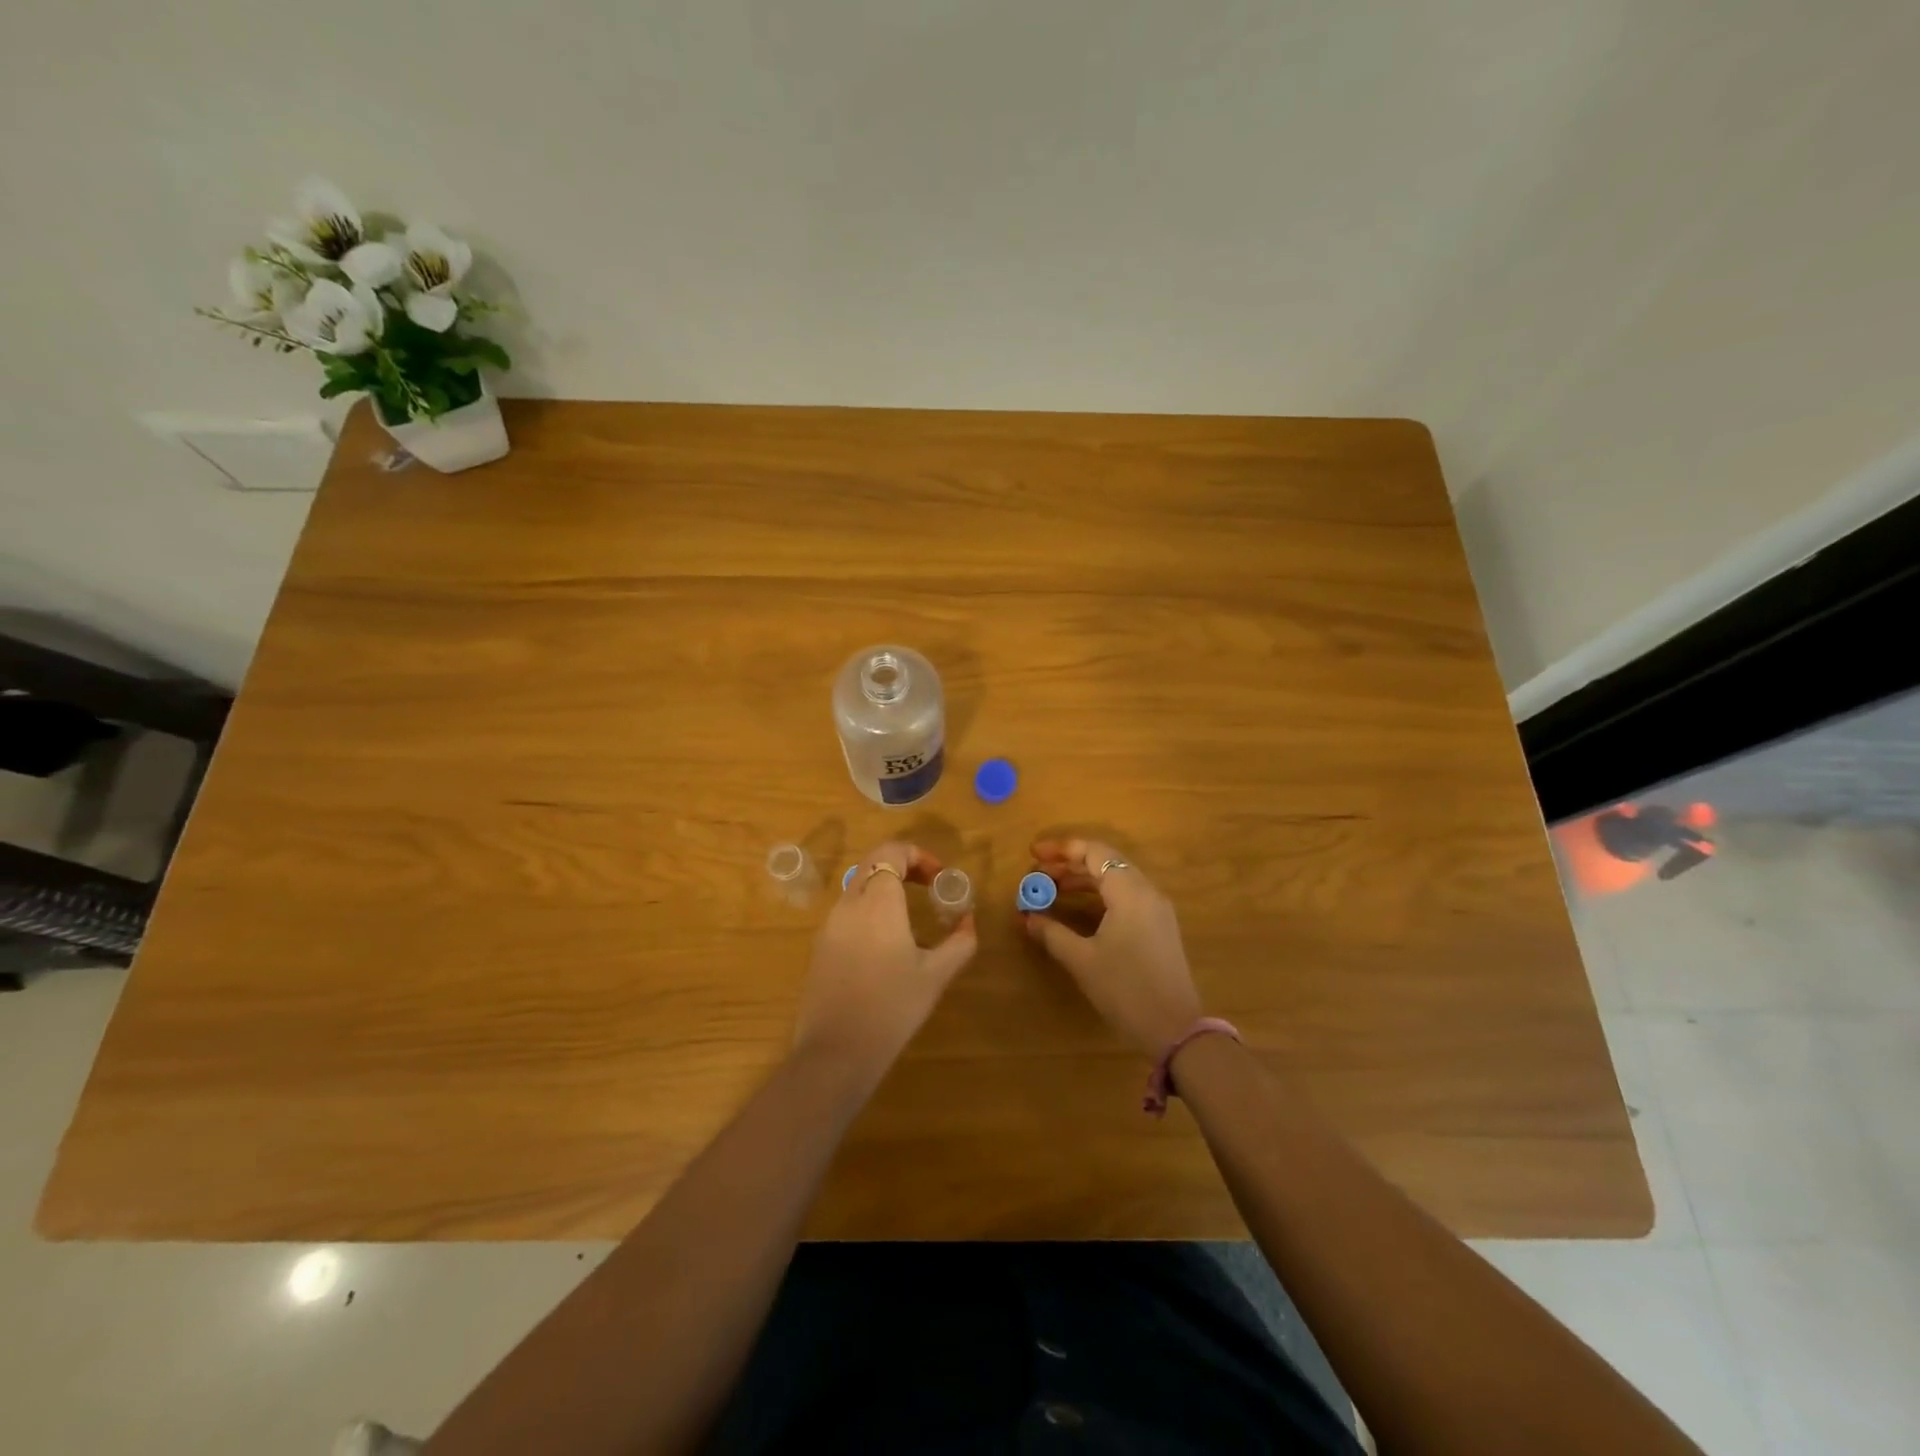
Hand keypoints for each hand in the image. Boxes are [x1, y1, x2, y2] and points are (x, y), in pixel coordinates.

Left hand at [793, 841, 977, 1082]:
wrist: (836, 1052)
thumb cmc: (892, 1008)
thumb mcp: (936, 975)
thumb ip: (960, 942)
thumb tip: (968, 920)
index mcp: (877, 902)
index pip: (892, 852)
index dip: (918, 855)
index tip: (939, 878)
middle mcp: (849, 904)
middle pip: (873, 863)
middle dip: (902, 865)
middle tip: (928, 886)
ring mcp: (830, 925)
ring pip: (858, 886)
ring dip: (885, 887)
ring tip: (912, 915)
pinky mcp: (820, 946)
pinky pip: (848, 911)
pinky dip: (870, 908)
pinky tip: (887, 942)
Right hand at [1024, 838, 1203, 1056]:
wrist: (1175, 1029)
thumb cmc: (1126, 989)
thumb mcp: (1082, 960)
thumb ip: (1051, 933)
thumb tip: (1026, 916)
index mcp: (1130, 892)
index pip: (1094, 852)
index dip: (1061, 849)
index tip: (1033, 854)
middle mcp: (1147, 892)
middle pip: (1106, 861)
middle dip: (1069, 863)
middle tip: (1038, 873)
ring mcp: (1156, 909)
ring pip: (1116, 878)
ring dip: (1084, 879)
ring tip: (1052, 889)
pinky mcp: (1159, 927)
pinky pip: (1126, 895)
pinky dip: (1099, 894)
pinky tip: (1079, 908)